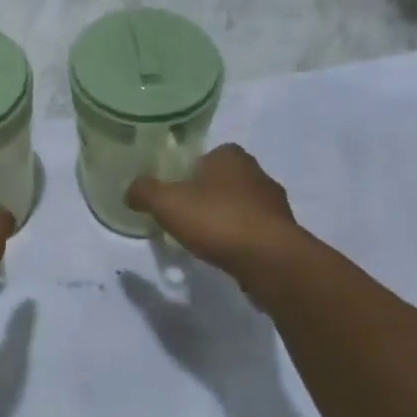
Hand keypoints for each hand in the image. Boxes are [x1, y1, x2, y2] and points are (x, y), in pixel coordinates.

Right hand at [126, 145, 316, 294]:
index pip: (206, 155)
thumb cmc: (217, 219)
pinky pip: (255, 231)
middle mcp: (258, 173)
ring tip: (203, 238)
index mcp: (231, 155)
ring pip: (241, 206)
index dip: (188, 171)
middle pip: (224, 180)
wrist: (271, 262)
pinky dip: (240, 240)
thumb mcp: (166, 203)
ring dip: (225, 218)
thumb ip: (144, 192)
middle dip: (206, 194)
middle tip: (184, 214)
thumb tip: (131, 191)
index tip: (175, 190)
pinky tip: (225, 254)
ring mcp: (276, 205)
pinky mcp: (285, 234)